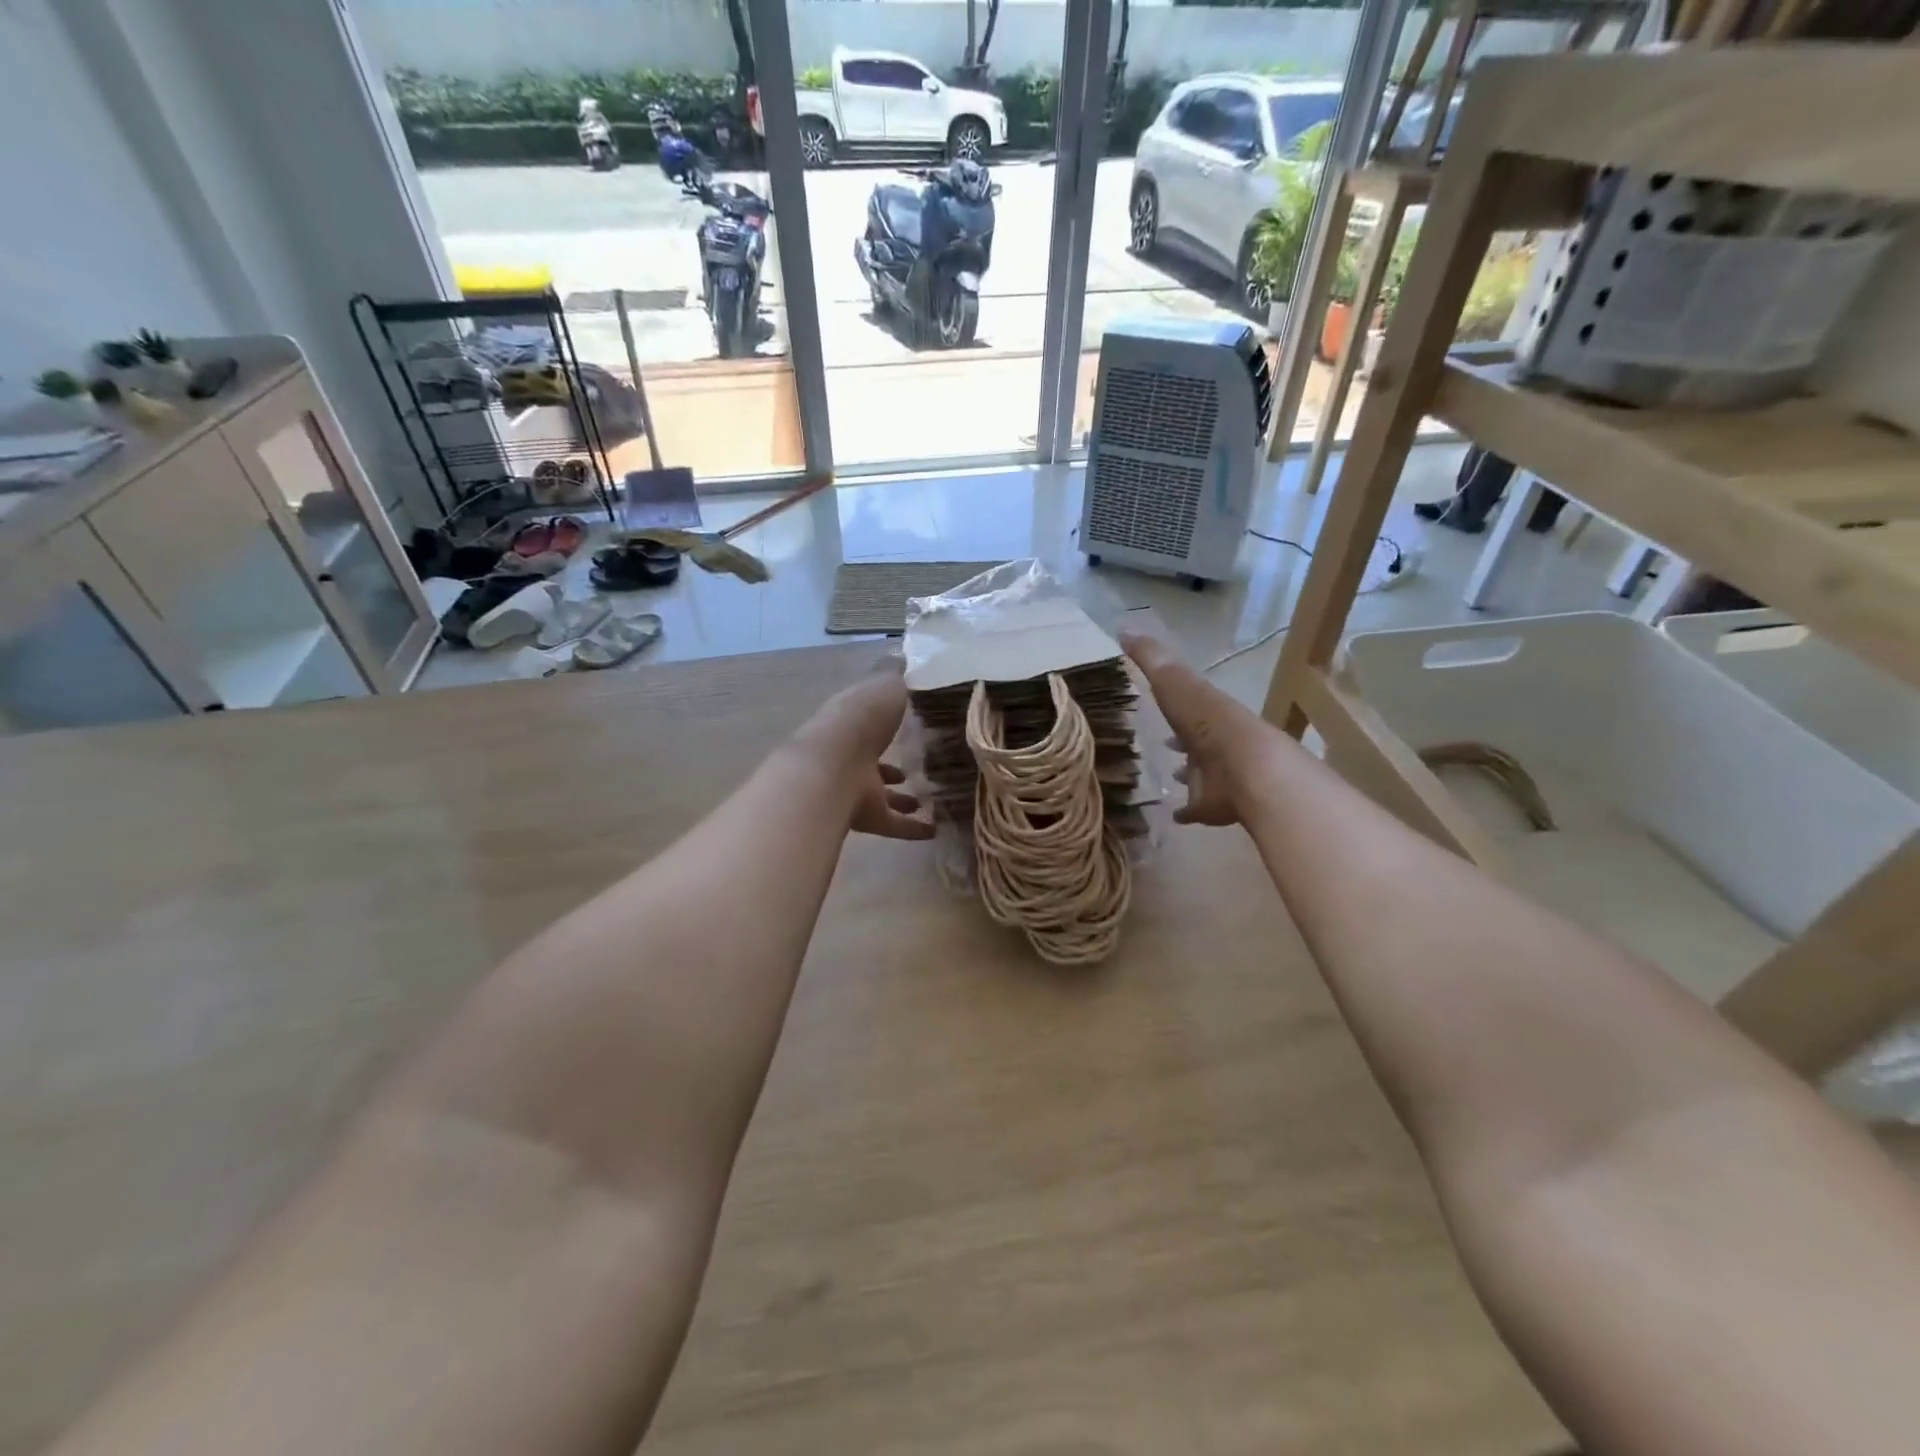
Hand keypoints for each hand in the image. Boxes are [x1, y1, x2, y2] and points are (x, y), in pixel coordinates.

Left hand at [797, 660, 935, 841]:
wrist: (835, 766)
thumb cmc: (862, 718)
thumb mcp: (886, 683)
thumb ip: (898, 674)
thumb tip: (907, 654)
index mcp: (855, 719)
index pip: (874, 718)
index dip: (891, 718)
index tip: (917, 720)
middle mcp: (853, 753)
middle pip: (876, 757)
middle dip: (895, 761)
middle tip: (925, 763)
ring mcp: (857, 786)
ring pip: (883, 793)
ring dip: (903, 796)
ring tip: (931, 797)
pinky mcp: (867, 816)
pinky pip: (893, 824)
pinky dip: (912, 828)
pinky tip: (935, 828)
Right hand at [1120, 624, 1268, 827]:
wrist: (1246, 770)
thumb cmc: (1207, 722)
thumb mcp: (1174, 681)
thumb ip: (1150, 657)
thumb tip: (1123, 626)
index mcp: (1204, 711)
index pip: (1186, 702)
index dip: (1171, 700)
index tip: (1152, 699)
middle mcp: (1211, 742)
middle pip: (1194, 739)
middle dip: (1181, 740)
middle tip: (1162, 743)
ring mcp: (1214, 775)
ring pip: (1198, 772)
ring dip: (1187, 773)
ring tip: (1167, 775)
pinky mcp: (1211, 806)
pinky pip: (1195, 809)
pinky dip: (1185, 811)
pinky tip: (1172, 814)